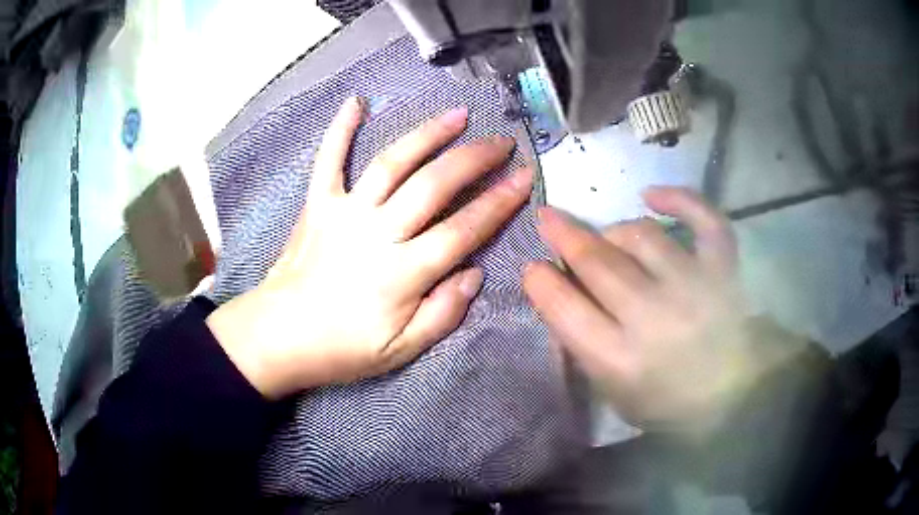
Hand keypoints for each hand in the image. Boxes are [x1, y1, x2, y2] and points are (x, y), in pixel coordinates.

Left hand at [207, 98, 532, 398]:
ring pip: (393, 163)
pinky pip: (329, 160)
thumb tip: (474, 273)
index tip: (524, 177)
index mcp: (402, 274)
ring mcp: (344, 212)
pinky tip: (356, 102)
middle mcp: (377, 233)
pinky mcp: (318, 204)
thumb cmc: (341, 349)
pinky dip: (341, 129)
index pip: (463, 230)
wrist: (277, 337)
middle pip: (434, 185)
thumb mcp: (399, 351)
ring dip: (428, 135)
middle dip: (474, 160)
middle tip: (501, 143)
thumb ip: (442, 314)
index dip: (499, 202)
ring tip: (457, 115)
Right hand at [524, 187, 760, 429]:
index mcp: (619, 360)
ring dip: (614, 230)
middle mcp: (652, 317)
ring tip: (609, 237)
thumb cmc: (670, 403)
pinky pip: (702, 220)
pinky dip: (679, 199)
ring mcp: (691, 286)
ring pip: (640, 235)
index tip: (533, 267)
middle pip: (597, 262)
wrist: (736, 396)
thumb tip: (563, 298)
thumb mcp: (615, 393)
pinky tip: (652, 195)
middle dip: (564, 236)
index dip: (541, 282)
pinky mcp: (722, 268)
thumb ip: (586, 348)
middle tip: (549, 220)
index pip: (565, 309)